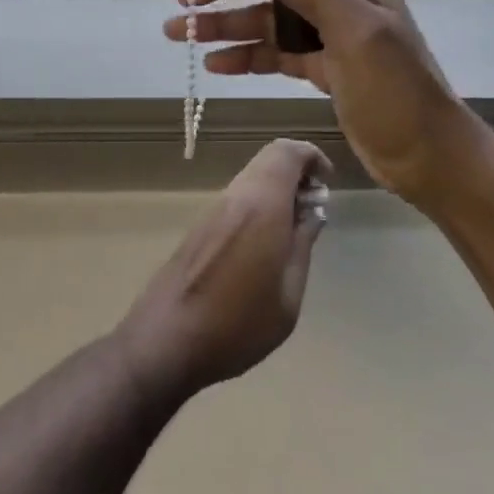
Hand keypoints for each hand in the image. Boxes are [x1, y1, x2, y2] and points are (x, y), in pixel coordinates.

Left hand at [115, 139, 330, 402]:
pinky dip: (260, 201)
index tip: (327, 183)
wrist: (165, 340)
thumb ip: (303, 246)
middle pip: (270, 158)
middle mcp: (237, 195)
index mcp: (262, 204)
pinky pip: (239, 195)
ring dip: (278, 187)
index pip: (287, 152)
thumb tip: (313, 214)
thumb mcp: (288, 296)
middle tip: (314, 206)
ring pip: (253, 175)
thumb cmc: (238, 324)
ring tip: (294, 227)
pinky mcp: (201, 224)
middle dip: (297, 171)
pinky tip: (266, 241)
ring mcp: (215, 208)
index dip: (312, 157)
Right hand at [163, 0, 484, 206]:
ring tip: (180, 34)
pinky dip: (245, 56)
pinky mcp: (321, 68)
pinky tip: (214, 65)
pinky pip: (275, 53)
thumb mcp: (358, 31)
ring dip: (226, 23)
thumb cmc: (396, 87)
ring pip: (269, 17)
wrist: (426, 154)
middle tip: (185, 0)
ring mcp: (328, 34)